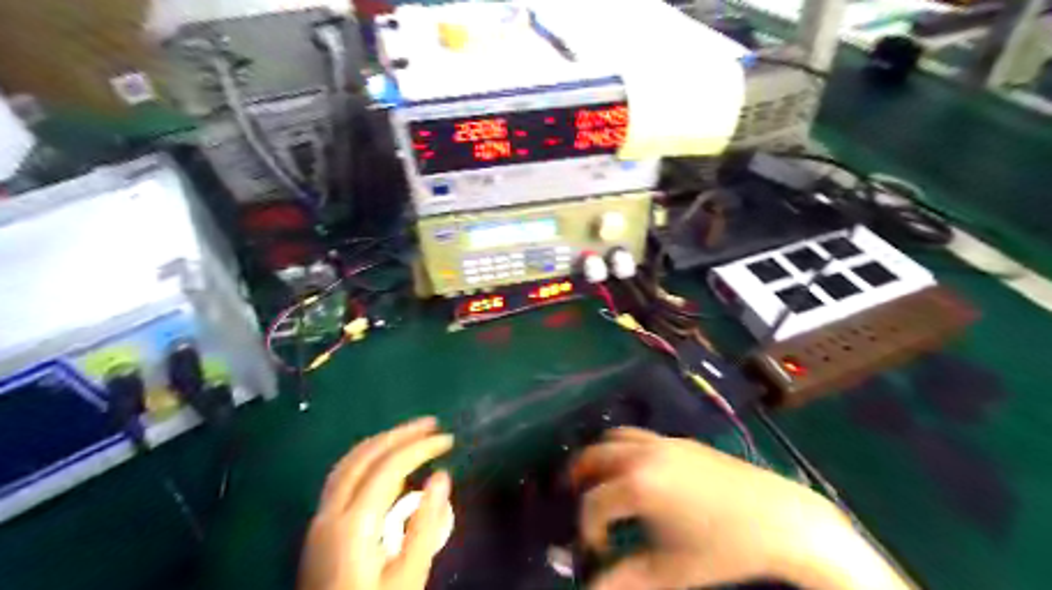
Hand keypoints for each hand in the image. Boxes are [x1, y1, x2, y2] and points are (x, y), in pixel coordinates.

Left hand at [299, 417, 456, 589]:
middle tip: (431, 424)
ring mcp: (319, 519)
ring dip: (380, 442)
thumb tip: (441, 476)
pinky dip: (366, 458)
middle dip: (399, 433)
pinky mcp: (319, 528)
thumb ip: (425, 525)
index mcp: (354, 524)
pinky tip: (383, 463)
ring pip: (348, 463)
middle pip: (364, 455)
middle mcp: (331, 512)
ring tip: (410, 434)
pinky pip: (341, 477)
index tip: (448, 439)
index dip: (420, 447)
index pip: (389, 466)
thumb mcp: (409, 576)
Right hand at [572, 429, 907, 589]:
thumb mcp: (671, 571)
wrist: (780, 519)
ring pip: (616, 438)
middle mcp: (643, 454)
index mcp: (637, 484)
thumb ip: (626, 580)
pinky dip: (625, 449)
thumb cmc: (724, 549)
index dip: (588, 529)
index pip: (594, 503)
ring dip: (601, 456)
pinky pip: (640, 436)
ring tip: (600, 479)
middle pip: (595, 456)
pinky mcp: (682, 440)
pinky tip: (638, 472)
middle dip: (581, 478)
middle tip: (577, 498)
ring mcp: (664, 442)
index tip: (597, 549)